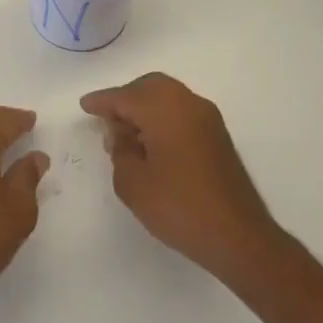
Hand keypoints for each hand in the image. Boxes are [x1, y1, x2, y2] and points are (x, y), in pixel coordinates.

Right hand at [80, 74, 281, 282]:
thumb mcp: (132, 182)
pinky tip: (150, 142)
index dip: (102, 101)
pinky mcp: (217, 136)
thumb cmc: (178, 207)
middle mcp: (188, 104)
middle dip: (126, 98)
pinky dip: (162, 117)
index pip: (125, 96)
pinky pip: (182, 112)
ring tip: (125, 133)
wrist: (237, 235)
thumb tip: (121, 133)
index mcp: (164, 110)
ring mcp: (207, 119)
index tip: (85, 105)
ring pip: (168, 97)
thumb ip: (120, 150)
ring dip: (145, 107)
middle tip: (106, 118)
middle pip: (150, 87)